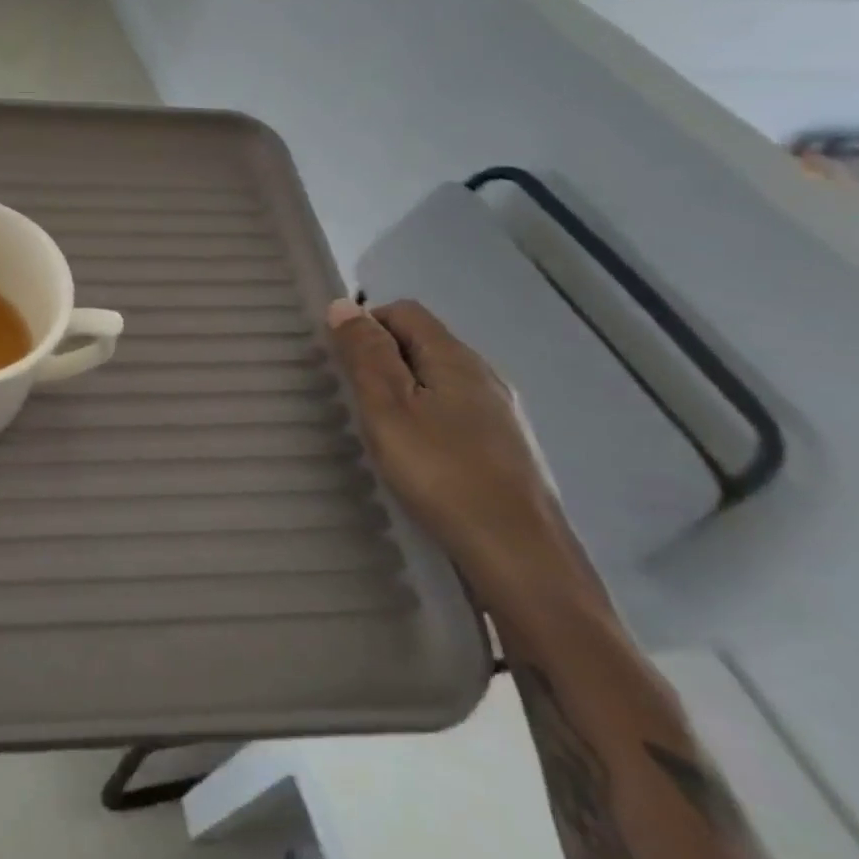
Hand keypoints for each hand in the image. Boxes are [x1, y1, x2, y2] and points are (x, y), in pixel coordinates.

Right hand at [326, 298, 601, 617]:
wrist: (519, 553)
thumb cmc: (442, 473)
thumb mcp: (388, 409)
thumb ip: (365, 356)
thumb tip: (343, 305)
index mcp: (456, 358)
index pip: (405, 312)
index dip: (366, 324)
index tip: (340, 363)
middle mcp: (485, 376)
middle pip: (424, 343)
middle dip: (382, 358)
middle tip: (352, 400)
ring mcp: (501, 414)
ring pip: (439, 380)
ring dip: (403, 391)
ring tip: (378, 430)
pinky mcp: (506, 448)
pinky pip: (455, 412)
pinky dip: (426, 418)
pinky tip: (416, 457)